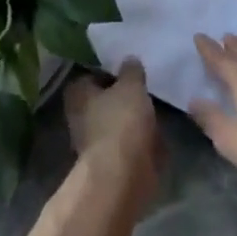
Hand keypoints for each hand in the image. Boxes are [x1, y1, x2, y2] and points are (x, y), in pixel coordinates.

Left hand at [65, 61, 162, 196]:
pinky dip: (140, 141)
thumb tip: (129, 60)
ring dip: (133, 120)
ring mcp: (93, 142)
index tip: (130, 70)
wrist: (123, 175)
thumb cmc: (121, 121)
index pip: (90, 75)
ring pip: (116, 123)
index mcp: (77, 94)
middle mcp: (79, 117)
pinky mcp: (110, 162)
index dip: (109, 71)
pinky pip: (128, 144)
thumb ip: (131, 71)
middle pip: (103, 100)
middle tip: (146, 88)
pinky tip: (158, 135)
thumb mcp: (131, 85)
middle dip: (123, 97)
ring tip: (157, 109)